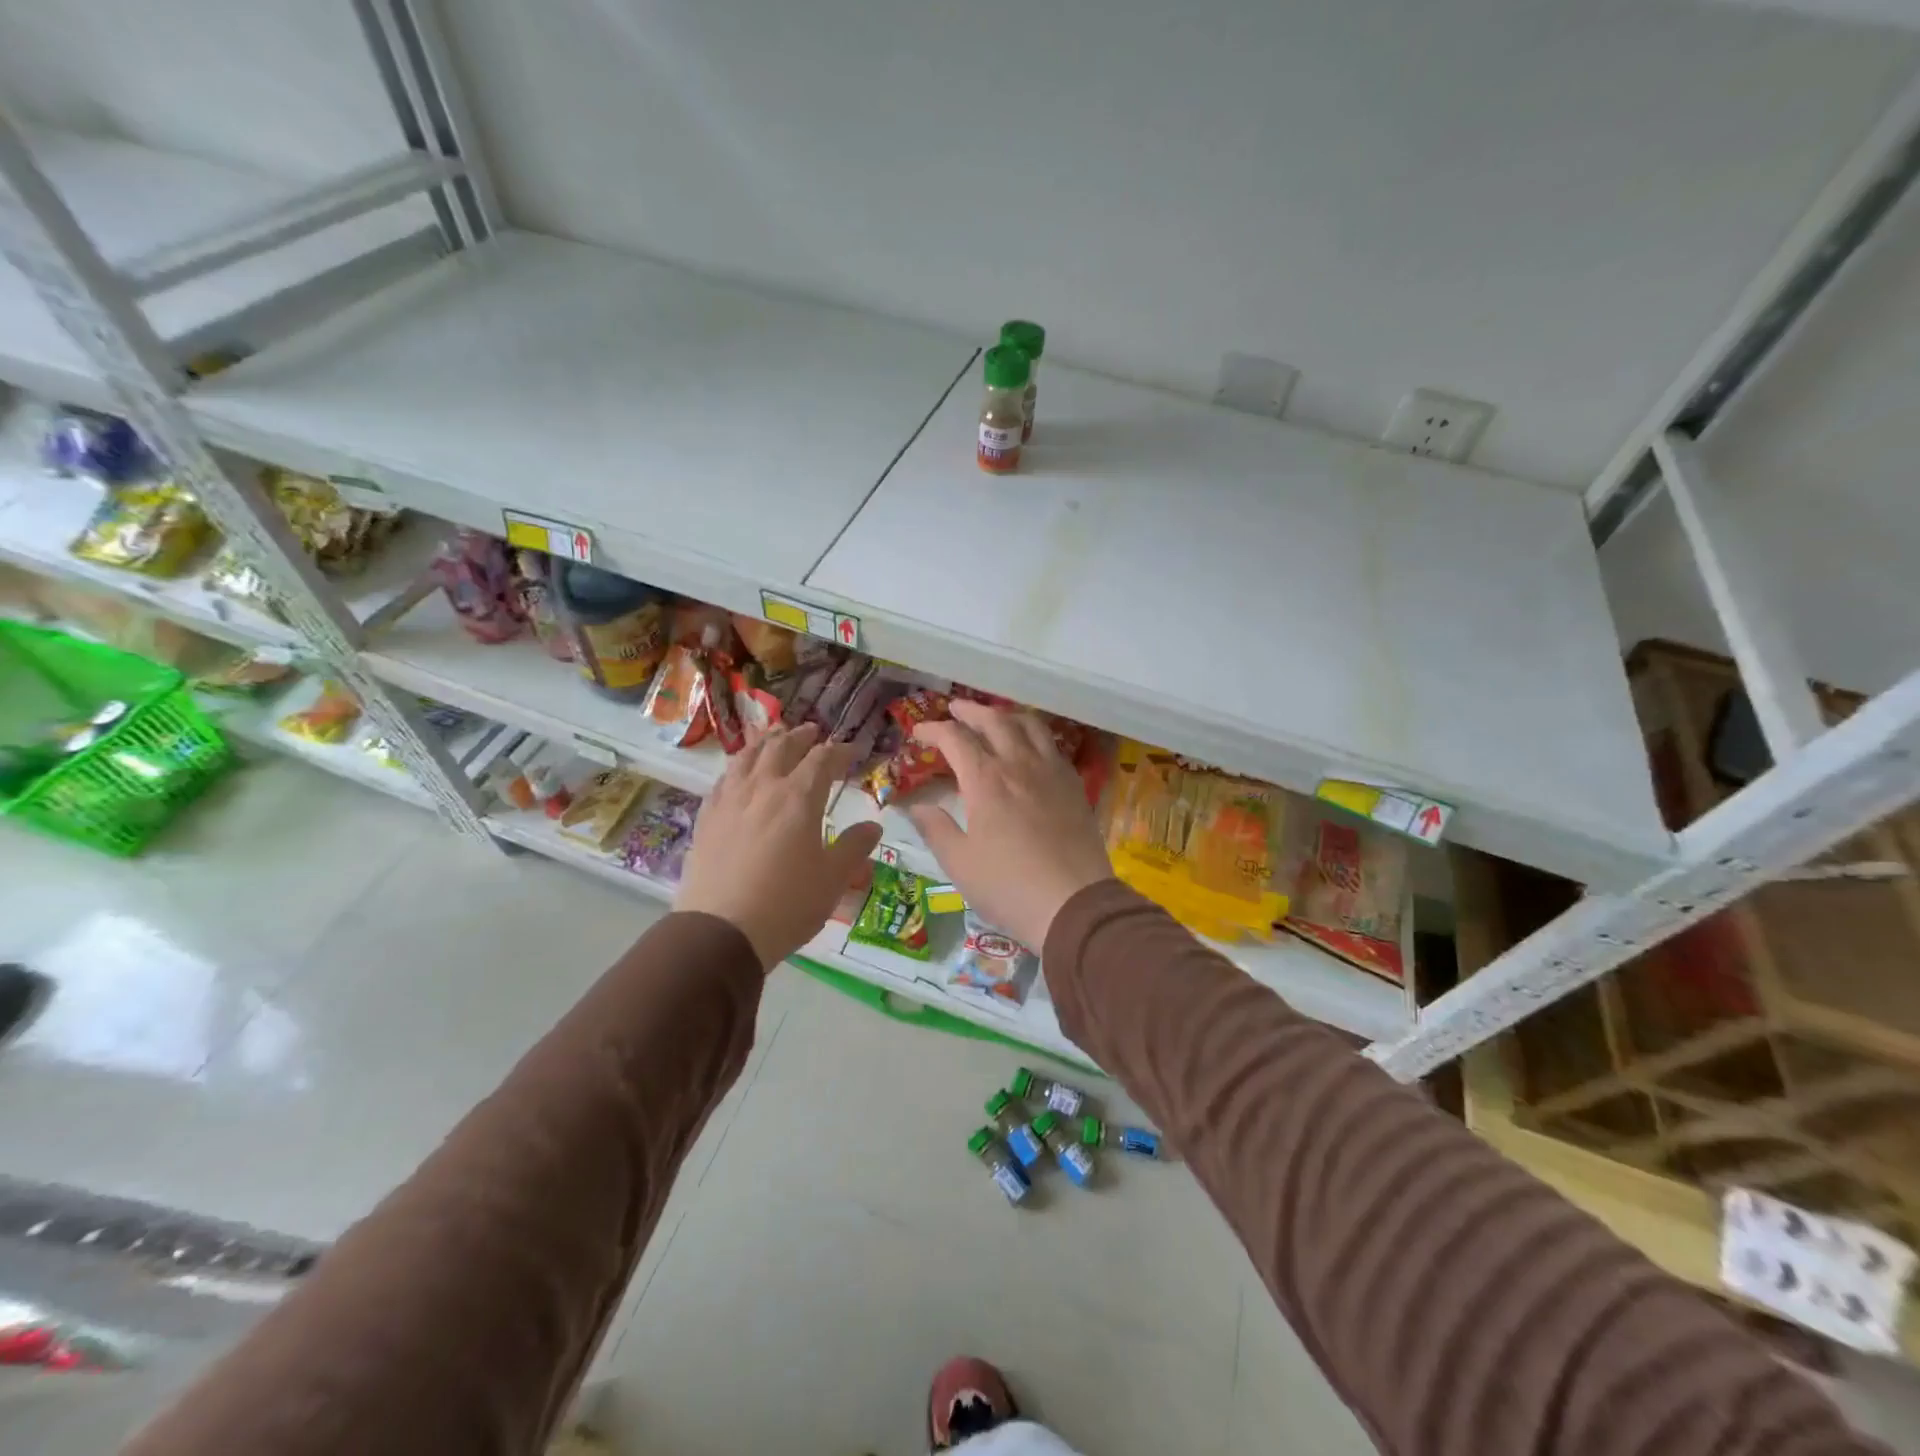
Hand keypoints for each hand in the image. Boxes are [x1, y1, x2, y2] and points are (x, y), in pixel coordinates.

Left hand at [676, 723, 881, 970]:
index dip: (839, 750)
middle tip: (813, 732)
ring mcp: (729, 800)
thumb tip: (873, 826)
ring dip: (766, 742)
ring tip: (775, 738)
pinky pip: (723, 779)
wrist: (720, 932)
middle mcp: (763, 788)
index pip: (822, 759)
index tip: (852, 750)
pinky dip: (738, 767)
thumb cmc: (787, 905)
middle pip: (781, 747)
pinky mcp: (706, 818)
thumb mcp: (832, 879)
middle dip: (801, 737)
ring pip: (747, 756)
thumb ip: (854, 847)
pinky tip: (739, 774)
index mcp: (799, 798)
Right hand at [906, 701, 1113, 950]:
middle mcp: (1019, 764)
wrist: (1073, 904)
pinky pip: (1052, 745)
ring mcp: (1051, 771)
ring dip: (1006, 714)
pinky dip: (1034, 734)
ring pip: (1029, 725)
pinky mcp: (1073, 785)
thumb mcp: (959, 863)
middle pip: (994, 720)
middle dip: (970, 711)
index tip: (919, 732)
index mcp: (986, 780)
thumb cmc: (1008, 886)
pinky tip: (1030, 746)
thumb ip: (935, 828)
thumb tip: (915, 806)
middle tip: (955, 709)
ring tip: (994, 717)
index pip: (955, 738)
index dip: (933, 730)